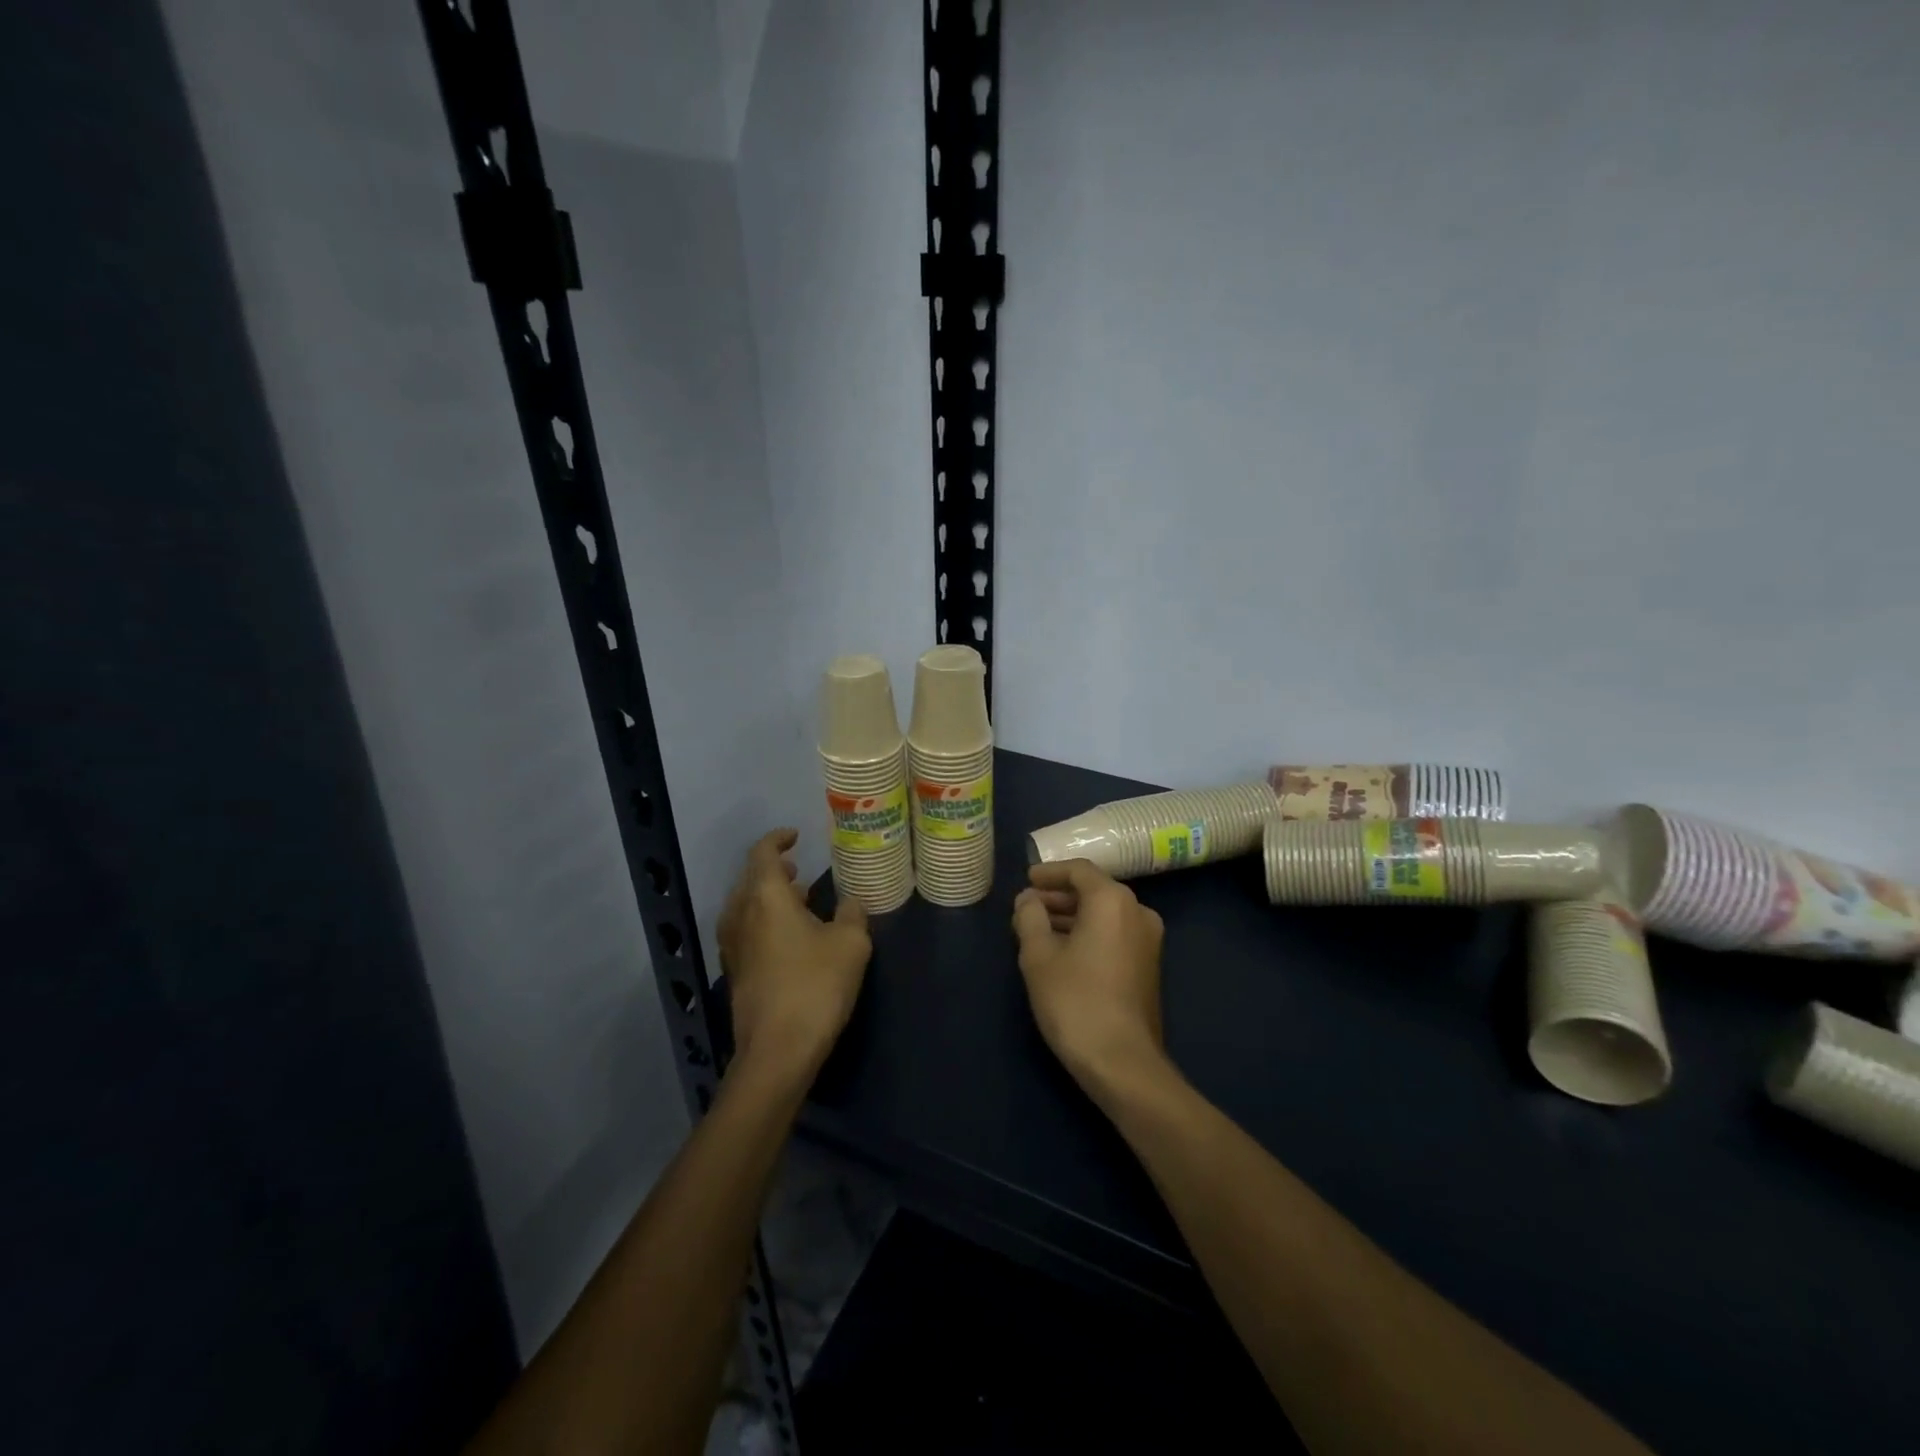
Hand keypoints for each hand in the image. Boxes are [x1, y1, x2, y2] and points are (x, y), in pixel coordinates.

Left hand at [719, 829, 871, 1081]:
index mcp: (765, 896)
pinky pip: (746, 930)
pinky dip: (764, 922)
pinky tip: (789, 938)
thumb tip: (850, 902)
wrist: (777, 1051)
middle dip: (774, 870)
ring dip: (769, 898)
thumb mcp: (851, 944)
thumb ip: (852, 914)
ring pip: (746, 906)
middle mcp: (740, 914)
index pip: (763, 853)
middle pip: (751, 879)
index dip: (778, 840)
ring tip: (799, 901)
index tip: (795, 836)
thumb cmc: (815, 986)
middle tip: (799, 870)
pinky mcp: (734, 972)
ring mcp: (732, 945)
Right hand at [1011, 860, 1169, 1097]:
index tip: (1025, 881)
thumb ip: (1029, 918)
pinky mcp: (1148, 966)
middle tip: (1026, 908)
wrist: (1123, 1062)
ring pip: (1104, 915)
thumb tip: (1027, 899)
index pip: (1079, 870)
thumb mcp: (1039, 956)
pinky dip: (1088, 934)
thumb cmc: (1075, 1001)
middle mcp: (1138, 912)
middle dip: (1058, 897)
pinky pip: (1114, 934)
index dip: (1049, 873)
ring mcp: (1148, 940)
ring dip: (1071, 917)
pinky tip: (1062, 952)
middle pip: (1094, 891)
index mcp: (1112, 901)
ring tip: (1037, 930)